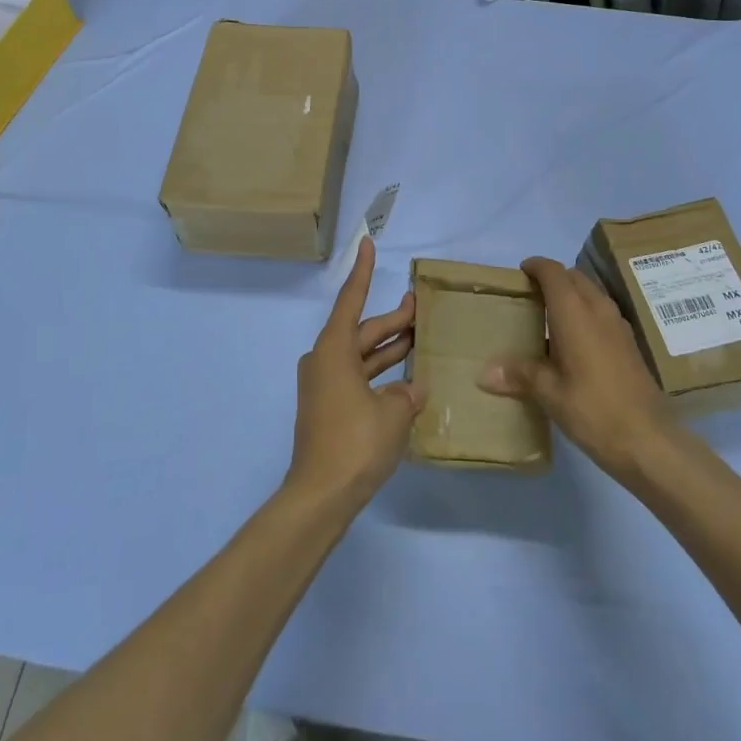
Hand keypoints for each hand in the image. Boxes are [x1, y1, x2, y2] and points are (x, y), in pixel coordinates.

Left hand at [285, 237, 423, 510]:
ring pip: (361, 356)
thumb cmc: (355, 442)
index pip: (351, 300)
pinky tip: (407, 379)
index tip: (367, 244)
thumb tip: (409, 392)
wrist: (321, 496)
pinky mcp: (329, 409)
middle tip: (419, 306)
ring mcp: (324, 386)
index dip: (362, 272)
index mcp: (333, 350)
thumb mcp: (393, 414)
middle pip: (361, 331)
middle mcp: (324, 361)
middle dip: (391, 320)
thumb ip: (405, 394)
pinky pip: (358, 378)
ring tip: (419, 336)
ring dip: (388, 348)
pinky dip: (380, 374)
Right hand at [480, 257, 676, 482]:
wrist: (648, 440)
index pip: (553, 271)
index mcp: (575, 312)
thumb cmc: (593, 410)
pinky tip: (573, 343)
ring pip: (591, 293)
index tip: (519, 274)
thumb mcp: (549, 393)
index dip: (535, 266)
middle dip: (552, 279)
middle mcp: (598, 309)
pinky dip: (585, 313)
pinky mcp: (629, 342)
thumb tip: (485, 373)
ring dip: (571, 295)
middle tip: (529, 297)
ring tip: (548, 318)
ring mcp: (618, 325)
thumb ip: (519, 374)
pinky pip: (602, 312)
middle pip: (574, 277)